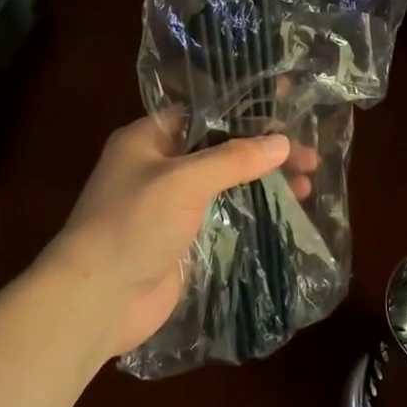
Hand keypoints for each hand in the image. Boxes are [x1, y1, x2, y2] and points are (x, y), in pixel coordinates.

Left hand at [40, 115, 316, 361]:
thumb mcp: (183, 181)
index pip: (204, 113)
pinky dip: (253, 211)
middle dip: (264, 150)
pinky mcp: (184, 239)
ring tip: (308, 185)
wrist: (97, 300)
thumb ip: (233, 158)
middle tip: (309, 156)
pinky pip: (225, 216)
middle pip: (221, 148)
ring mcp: (171, 206)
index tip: (287, 105)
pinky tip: (287, 211)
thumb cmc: (133, 225)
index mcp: (148, 139)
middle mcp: (159, 166)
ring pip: (227, 183)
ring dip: (263, 181)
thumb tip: (282, 142)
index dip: (245, 108)